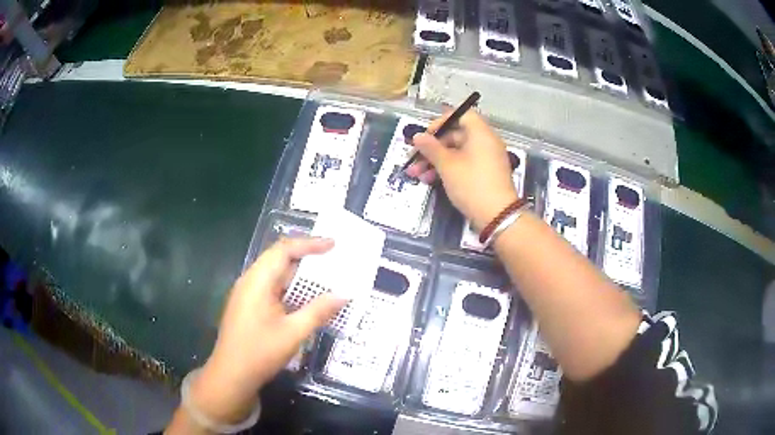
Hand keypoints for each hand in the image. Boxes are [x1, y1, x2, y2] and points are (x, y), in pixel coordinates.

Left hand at [187, 238, 346, 423]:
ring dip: (298, 273)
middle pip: (278, 258)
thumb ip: (318, 311)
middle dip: (305, 256)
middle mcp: (250, 281)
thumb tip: (344, 294)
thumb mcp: (293, 333)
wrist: (231, 375)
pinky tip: (303, 298)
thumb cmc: (260, 352)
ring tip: (323, 276)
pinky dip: (289, 287)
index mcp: (258, 281)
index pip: (284, 250)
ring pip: (275, 274)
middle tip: (332, 258)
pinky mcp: (247, 306)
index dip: (309, 244)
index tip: (333, 245)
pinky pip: (271, 287)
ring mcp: (247, 293)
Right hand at [406, 110, 517, 229]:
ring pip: (457, 152)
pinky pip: (465, 164)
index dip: (441, 122)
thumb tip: (417, 136)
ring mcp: (487, 159)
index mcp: (480, 133)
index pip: (461, 115)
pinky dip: (448, 168)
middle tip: (414, 158)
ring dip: (436, 161)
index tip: (426, 135)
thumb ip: (430, 148)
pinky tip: (430, 180)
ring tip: (416, 174)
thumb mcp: (447, 165)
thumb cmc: (471, 184)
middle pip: (456, 135)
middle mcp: (486, 142)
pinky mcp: (486, 174)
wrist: (497, 216)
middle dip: (432, 147)